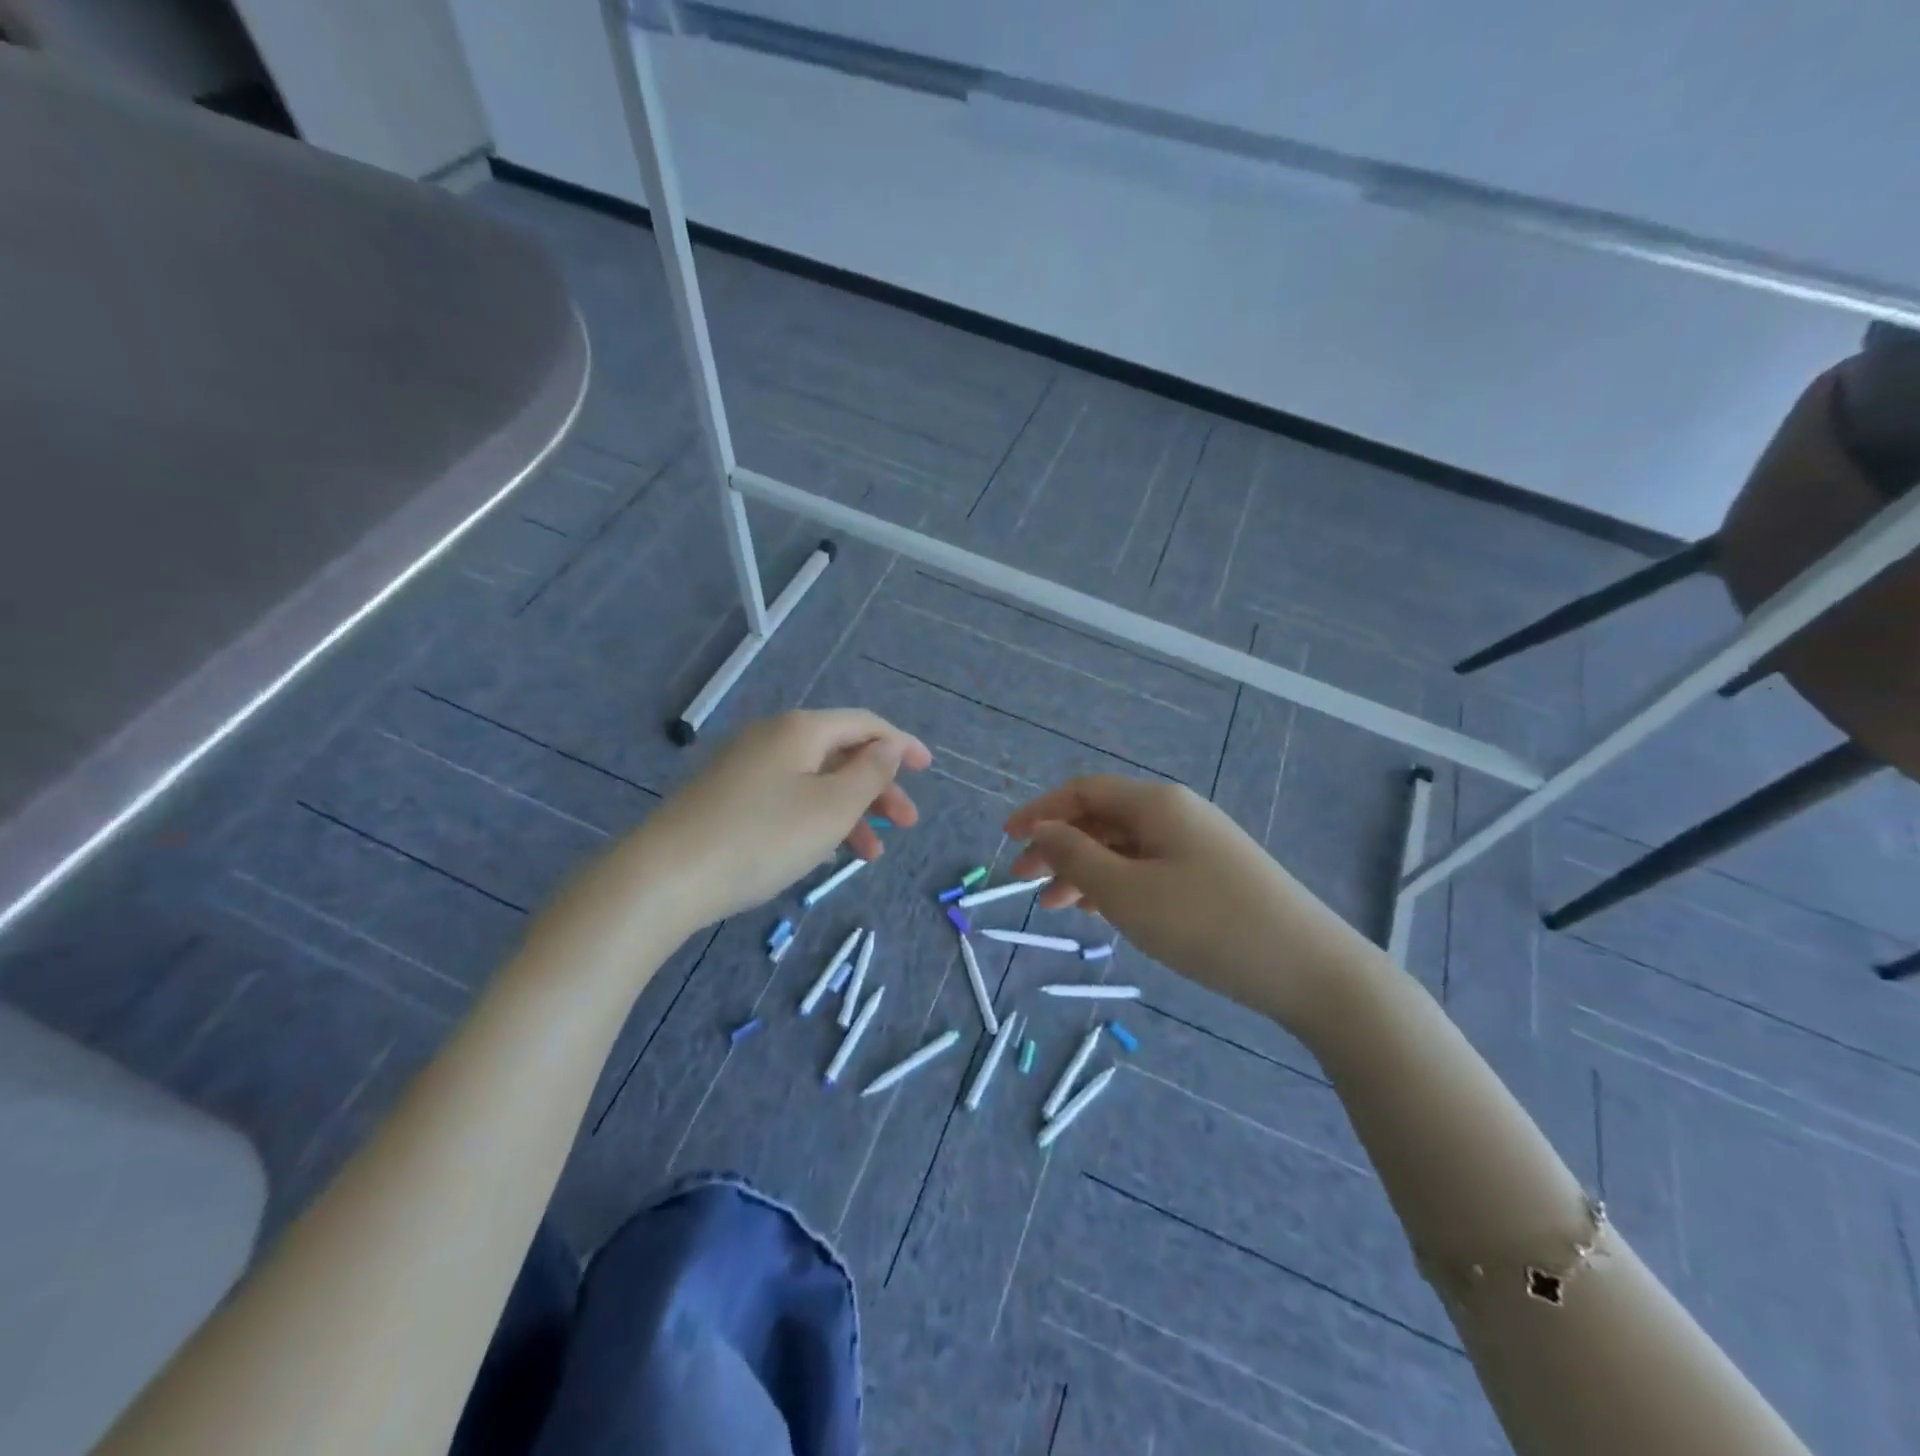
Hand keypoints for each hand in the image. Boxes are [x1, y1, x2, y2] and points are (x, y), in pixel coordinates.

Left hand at [633, 709, 930, 929]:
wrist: (666, 876)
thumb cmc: (763, 837)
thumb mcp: (832, 808)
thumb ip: (869, 774)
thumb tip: (888, 747)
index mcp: (802, 729)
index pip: (865, 724)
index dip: (902, 744)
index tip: (929, 768)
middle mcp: (773, 737)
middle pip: (841, 753)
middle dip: (878, 787)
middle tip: (906, 824)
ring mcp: (745, 766)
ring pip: (814, 780)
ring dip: (849, 811)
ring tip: (869, 855)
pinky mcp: (727, 796)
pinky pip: (788, 797)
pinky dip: (816, 819)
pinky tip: (823, 852)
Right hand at [1005, 776, 1343, 1022]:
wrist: (1310, 968)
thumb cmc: (1207, 925)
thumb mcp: (1127, 893)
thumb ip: (1076, 857)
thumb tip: (1043, 829)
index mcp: (1155, 804)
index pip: (1082, 792)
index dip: (1040, 812)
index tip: (1006, 841)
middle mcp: (1177, 812)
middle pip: (1102, 818)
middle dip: (1058, 846)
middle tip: (1023, 882)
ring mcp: (1199, 843)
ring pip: (1125, 846)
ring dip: (1084, 870)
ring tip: (1055, 906)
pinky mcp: (1214, 874)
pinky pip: (1150, 867)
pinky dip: (1117, 883)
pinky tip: (1102, 911)